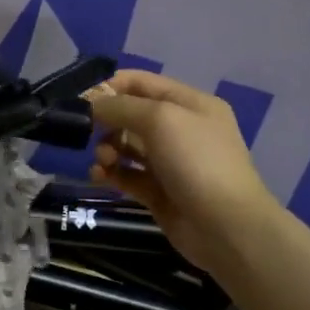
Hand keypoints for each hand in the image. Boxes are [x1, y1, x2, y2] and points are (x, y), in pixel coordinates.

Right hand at [87, 70, 275, 273]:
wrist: (226, 226)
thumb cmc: (196, 161)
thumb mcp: (160, 119)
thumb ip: (121, 106)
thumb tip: (93, 104)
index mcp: (189, 103)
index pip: (142, 83)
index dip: (111, 87)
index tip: (82, 100)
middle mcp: (180, 129)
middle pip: (131, 115)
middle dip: (107, 122)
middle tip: (91, 134)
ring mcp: (170, 162)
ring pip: (127, 146)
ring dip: (107, 149)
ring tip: (104, 162)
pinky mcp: (159, 191)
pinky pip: (127, 175)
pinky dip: (111, 174)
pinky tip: (99, 177)